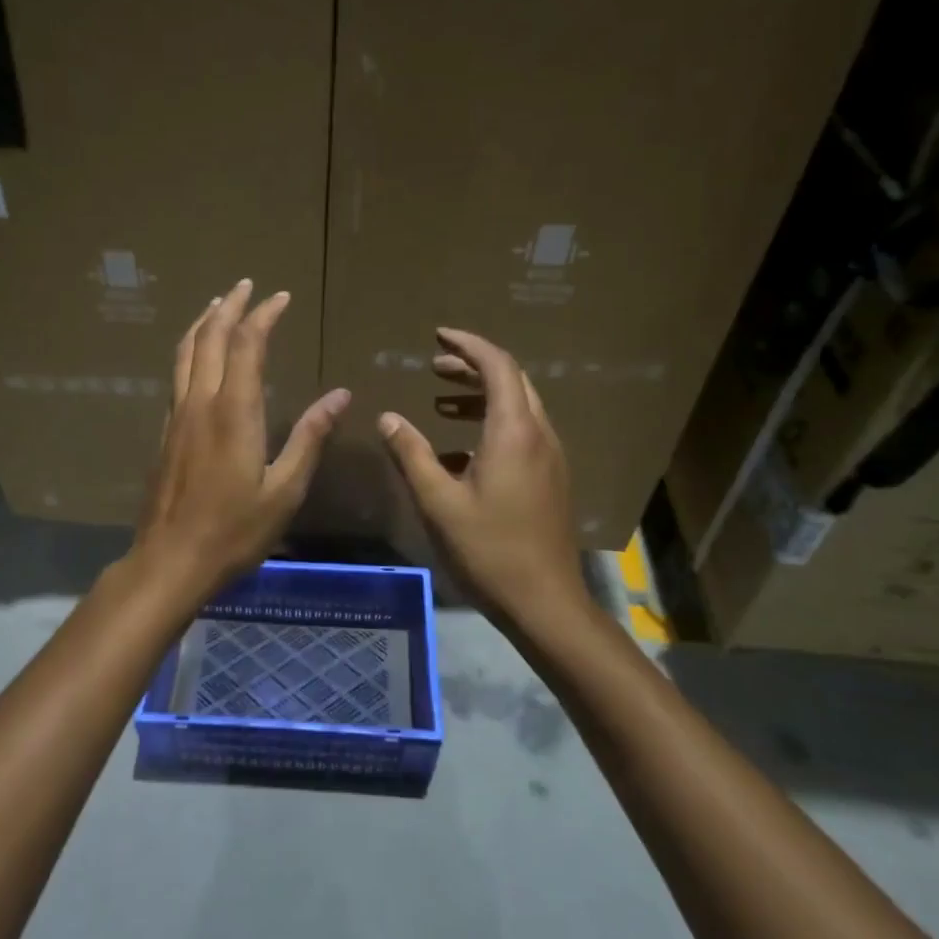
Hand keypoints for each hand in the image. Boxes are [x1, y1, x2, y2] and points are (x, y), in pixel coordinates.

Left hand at [132, 279, 350, 599]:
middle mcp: (200, 402)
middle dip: (230, 306)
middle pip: (210, 337)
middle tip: (247, 285)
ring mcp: (177, 415)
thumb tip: (341, 396)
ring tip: (218, 304)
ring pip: (185, 352)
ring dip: (203, 322)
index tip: (280, 297)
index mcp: (234, 411)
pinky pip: (176, 374)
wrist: (170, 561)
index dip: (264, 316)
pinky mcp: (165, 431)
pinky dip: (189, 350)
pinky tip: (196, 356)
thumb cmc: (235, 530)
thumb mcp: (285, 489)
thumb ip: (310, 437)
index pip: (247, 345)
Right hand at [378, 328, 585, 625]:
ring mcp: (549, 457)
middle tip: (435, 367)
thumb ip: (412, 454)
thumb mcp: (439, 502)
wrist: (546, 603)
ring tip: (442, 401)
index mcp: (514, 432)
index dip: (468, 345)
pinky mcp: (550, 478)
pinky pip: (521, 433)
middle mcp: (539, 435)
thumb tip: (388, 417)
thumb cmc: (489, 550)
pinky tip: (458, 451)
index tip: (439, 336)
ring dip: (482, 395)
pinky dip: (490, 424)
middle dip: (473, 367)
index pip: (497, 366)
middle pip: (511, 381)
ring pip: (518, 407)